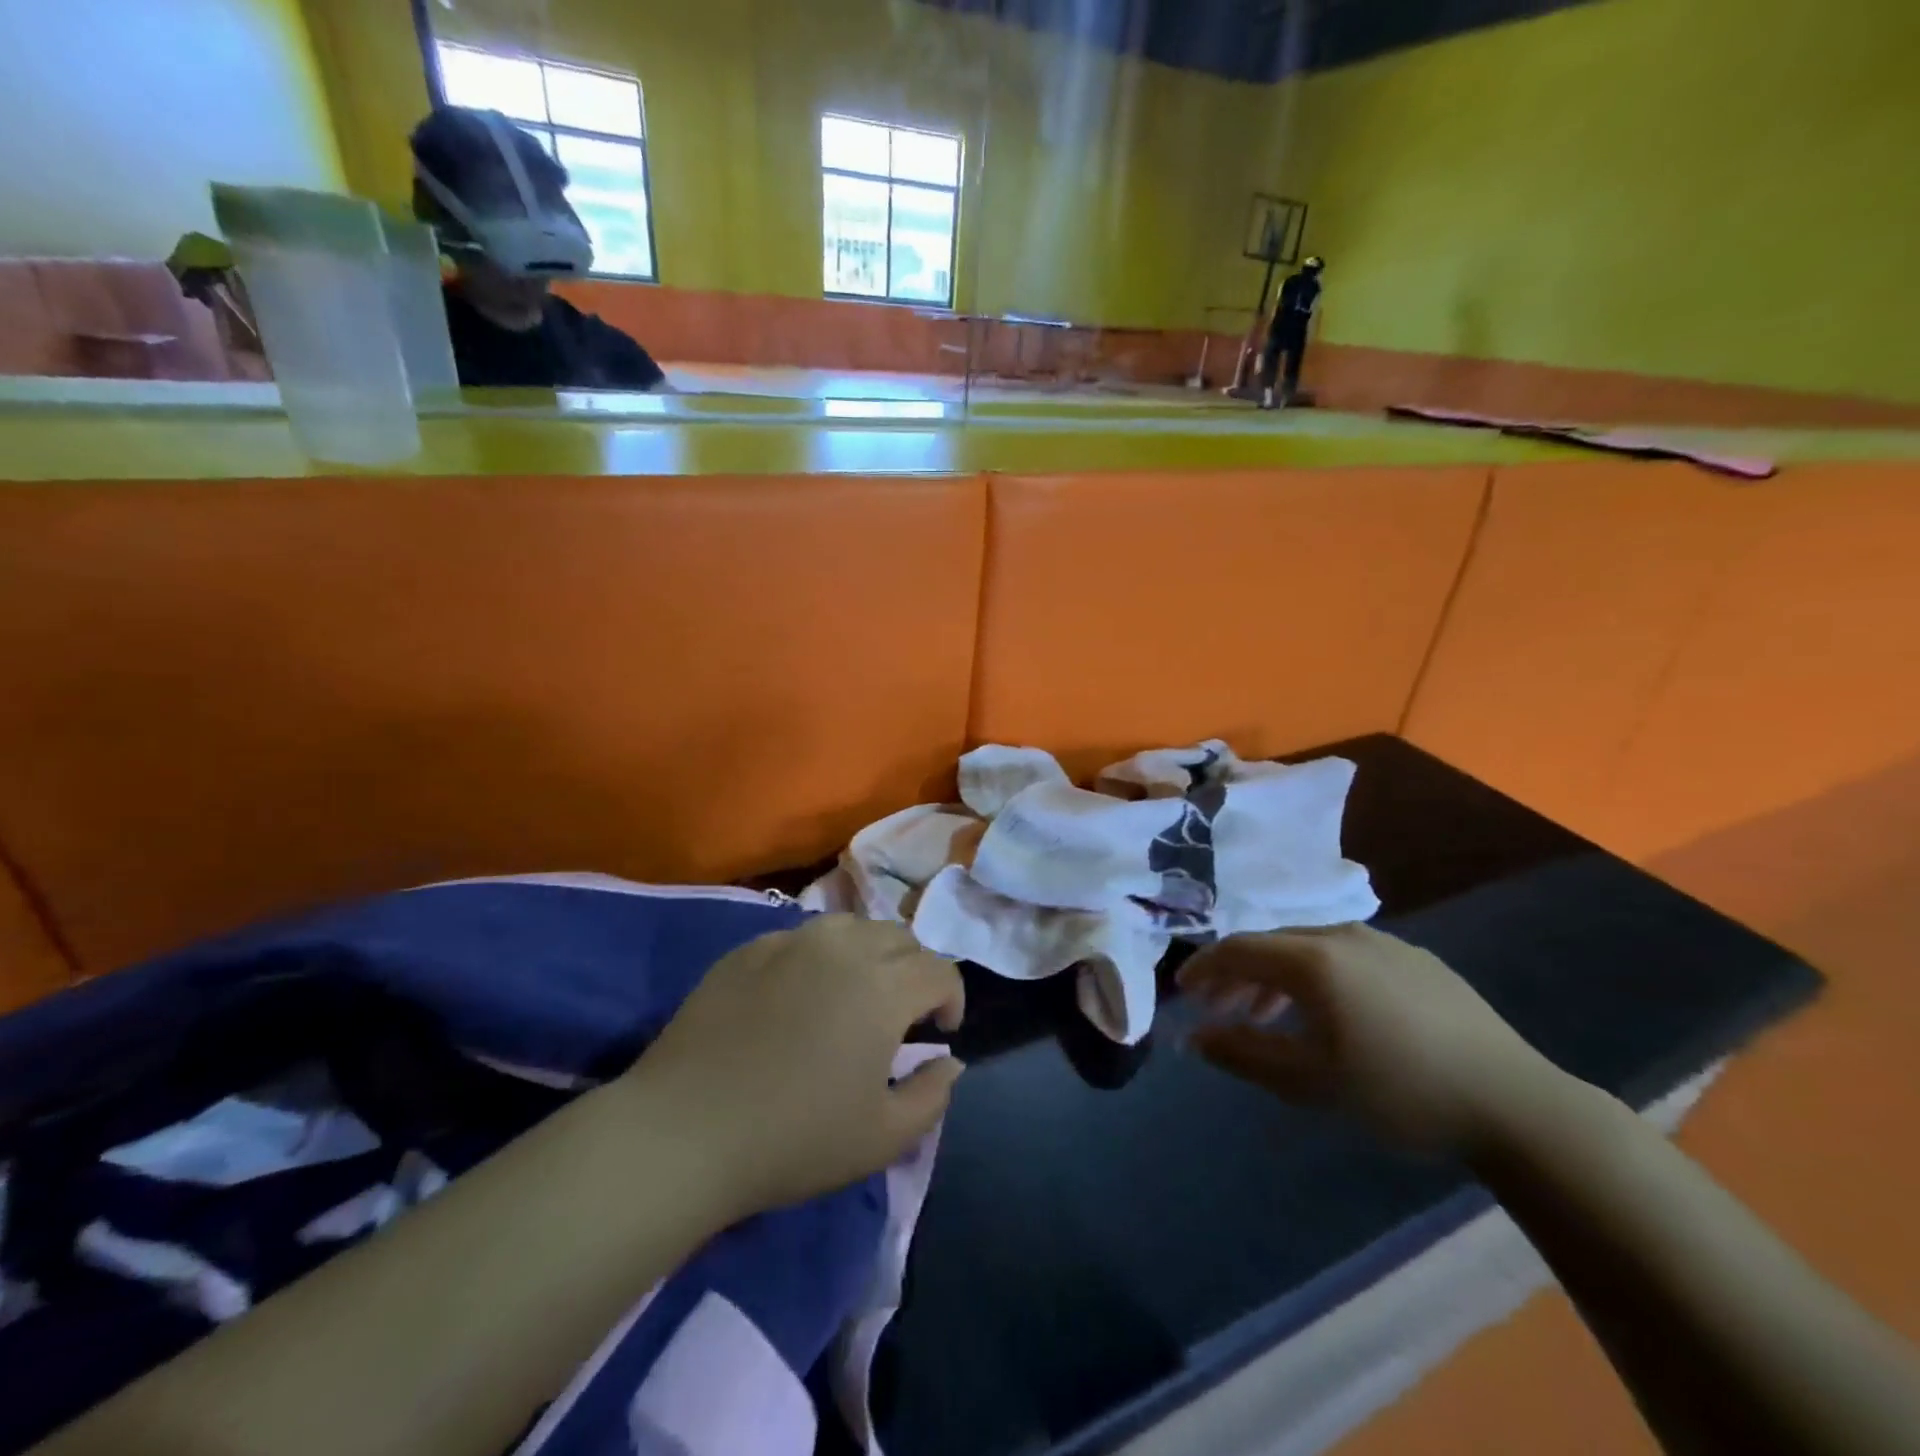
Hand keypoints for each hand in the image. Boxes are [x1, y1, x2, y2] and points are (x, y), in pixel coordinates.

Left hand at [630, 916, 965, 1215]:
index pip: (940, 970)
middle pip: (900, 937)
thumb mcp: (883, 1137)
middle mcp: (844, 946)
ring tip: (854, 994)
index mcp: (884, 985)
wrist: (685, 1130)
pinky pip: (802, 938)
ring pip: (852, 927)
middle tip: (900, 1014)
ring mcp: (792, 940)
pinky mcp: (750, 948)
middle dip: (914, 970)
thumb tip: (949, 1060)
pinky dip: (819, 958)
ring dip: (869, 954)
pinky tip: (798, 996)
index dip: (952, 998)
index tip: (939, 1032)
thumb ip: (932, 1094)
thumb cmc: (794, 1138)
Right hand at [1178, 924, 1560, 1156]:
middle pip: (1271, 944)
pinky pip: (1346, 957)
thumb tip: (1192, 1038)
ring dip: (1277, 978)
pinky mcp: (1416, 959)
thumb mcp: (1308, 1081)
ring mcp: (1384, 942)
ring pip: (1309, 949)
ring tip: (1267, 1017)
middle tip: (1219, 1010)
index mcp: (1313, 958)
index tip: (1184, 993)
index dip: (1204, 968)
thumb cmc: (1398, 1091)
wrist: (1514, 1104)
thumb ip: (1242, 1053)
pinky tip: (1328, 1013)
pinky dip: (1318, 978)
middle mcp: (1342, 934)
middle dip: (1237, 975)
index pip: (1238, 949)